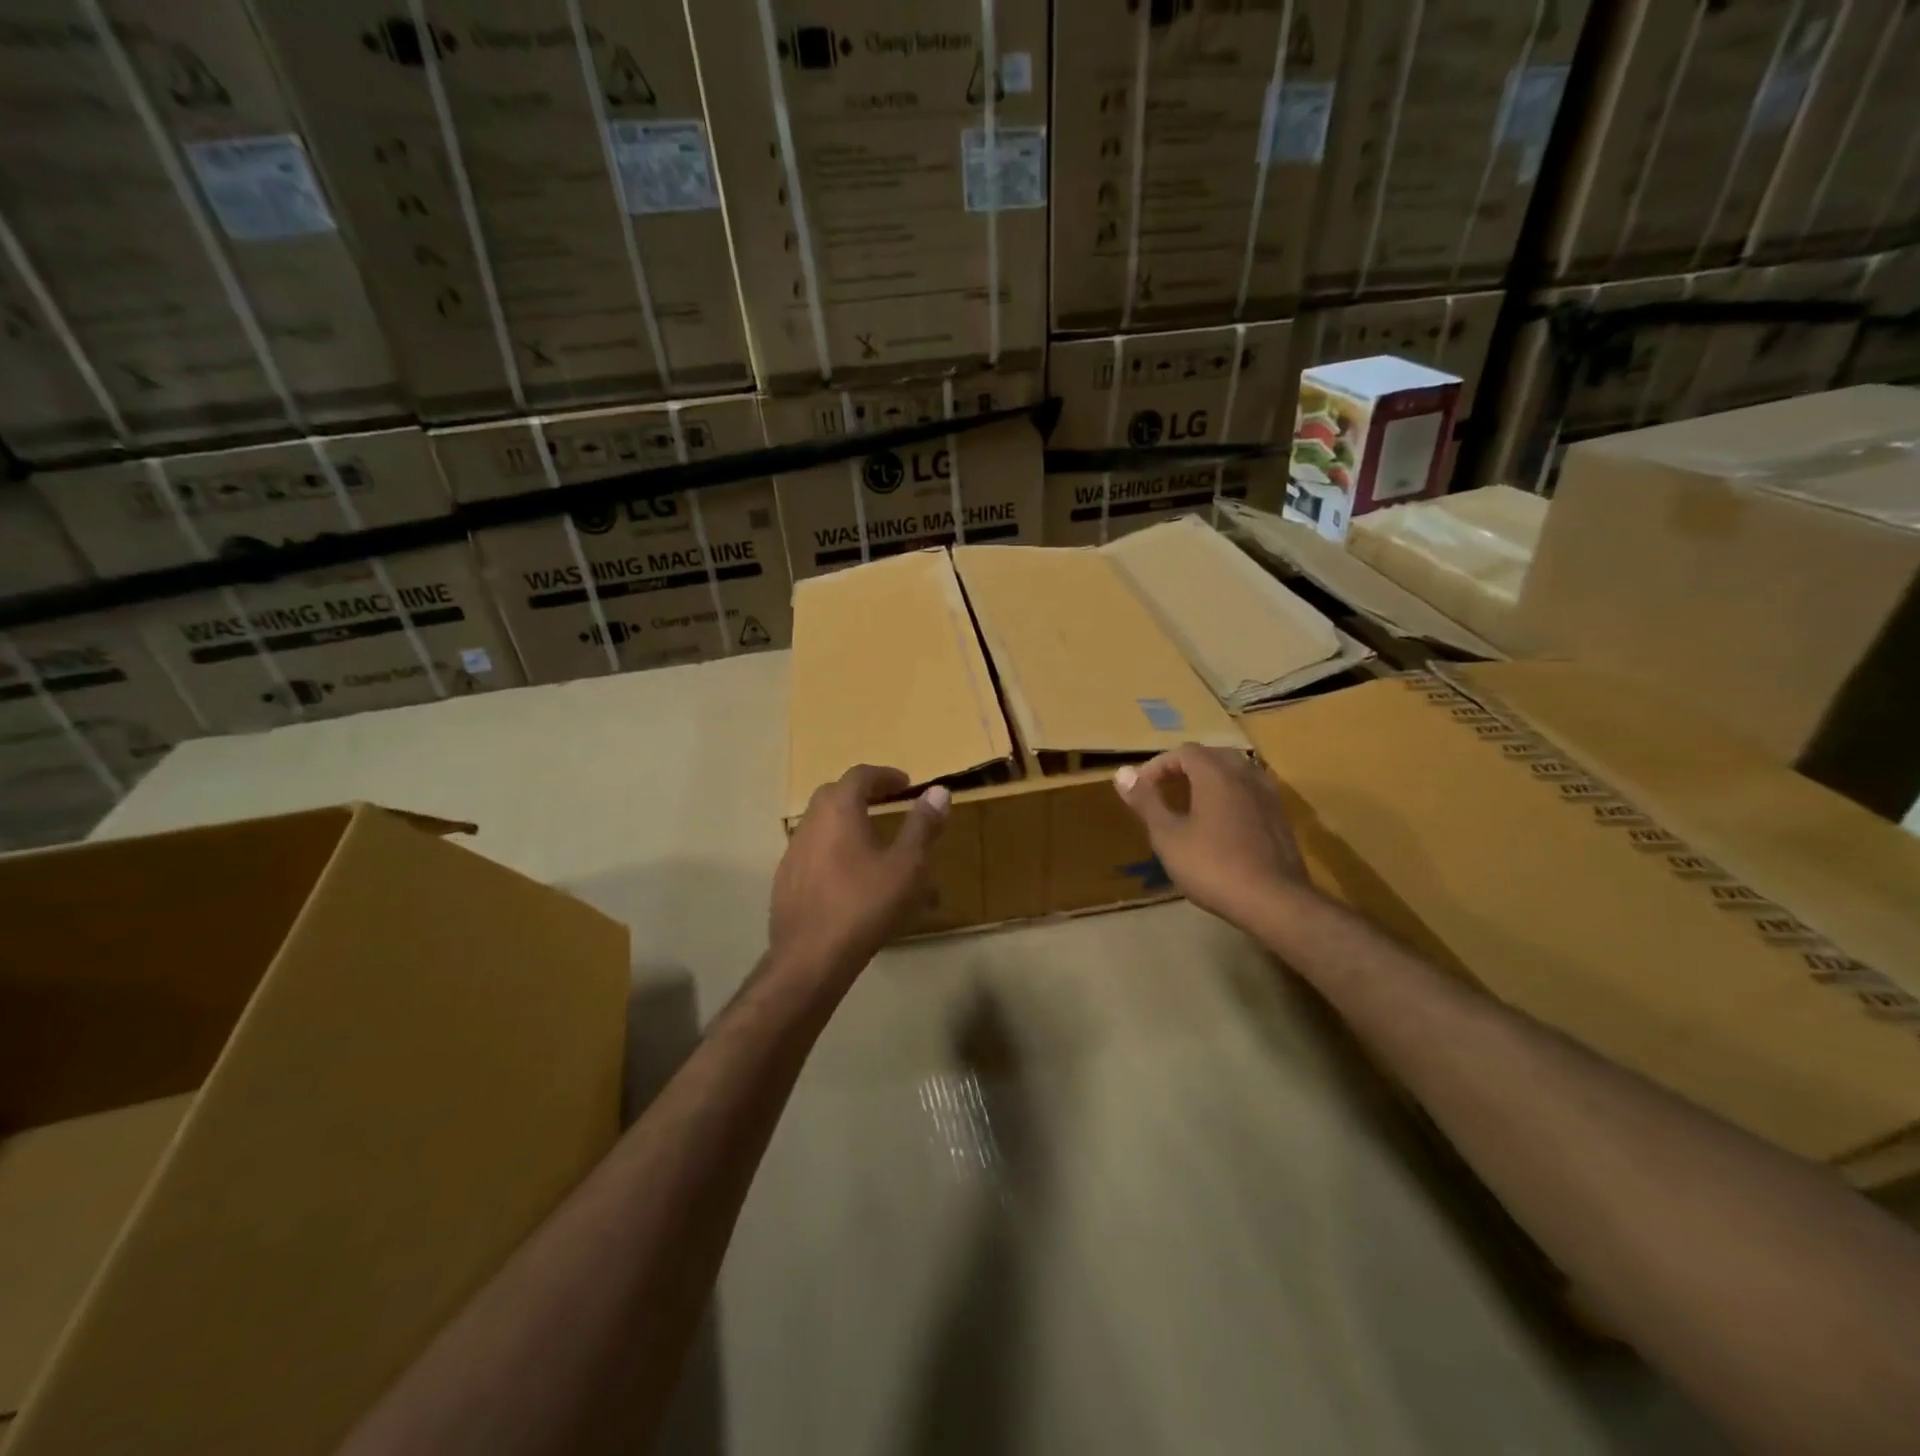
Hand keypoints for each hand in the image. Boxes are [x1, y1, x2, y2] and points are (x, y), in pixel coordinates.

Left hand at [770, 765, 950, 975]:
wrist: (810, 958)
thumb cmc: (864, 905)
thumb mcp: (906, 866)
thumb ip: (922, 826)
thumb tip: (939, 791)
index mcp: (839, 810)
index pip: (860, 775)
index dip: (885, 775)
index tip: (905, 783)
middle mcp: (810, 822)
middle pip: (834, 794)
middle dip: (862, 793)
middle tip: (887, 802)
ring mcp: (792, 852)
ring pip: (821, 823)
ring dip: (845, 821)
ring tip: (871, 839)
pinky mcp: (784, 880)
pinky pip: (812, 850)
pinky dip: (832, 847)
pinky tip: (847, 874)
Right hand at [1114, 744, 1309, 931]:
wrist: (1274, 902)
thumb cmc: (1212, 866)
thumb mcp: (1168, 836)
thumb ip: (1146, 801)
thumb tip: (1122, 772)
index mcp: (1216, 775)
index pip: (1184, 752)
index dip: (1159, 765)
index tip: (1142, 787)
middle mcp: (1245, 775)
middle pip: (1212, 756)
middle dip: (1185, 767)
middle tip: (1165, 789)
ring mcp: (1268, 796)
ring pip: (1235, 772)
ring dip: (1210, 780)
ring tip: (1192, 803)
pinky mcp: (1280, 818)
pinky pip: (1250, 792)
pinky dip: (1230, 795)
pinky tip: (1221, 822)